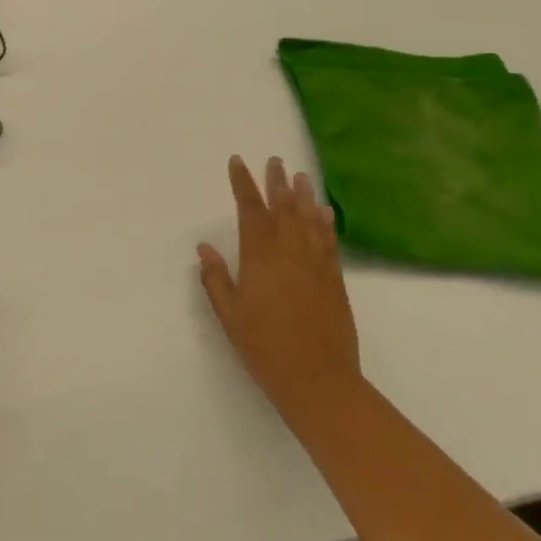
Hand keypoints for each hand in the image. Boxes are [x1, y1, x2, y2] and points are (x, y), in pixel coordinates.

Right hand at [198, 156, 363, 434]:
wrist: (318, 380)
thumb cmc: (264, 347)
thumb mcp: (229, 315)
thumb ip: (216, 278)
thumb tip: (205, 247)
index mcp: (260, 258)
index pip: (250, 210)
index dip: (243, 184)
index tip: (237, 162)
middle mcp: (290, 253)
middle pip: (283, 208)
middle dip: (276, 182)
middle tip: (274, 160)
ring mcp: (316, 265)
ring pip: (309, 220)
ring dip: (303, 196)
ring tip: (300, 176)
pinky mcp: (335, 280)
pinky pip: (329, 242)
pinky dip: (326, 223)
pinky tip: (325, 212)